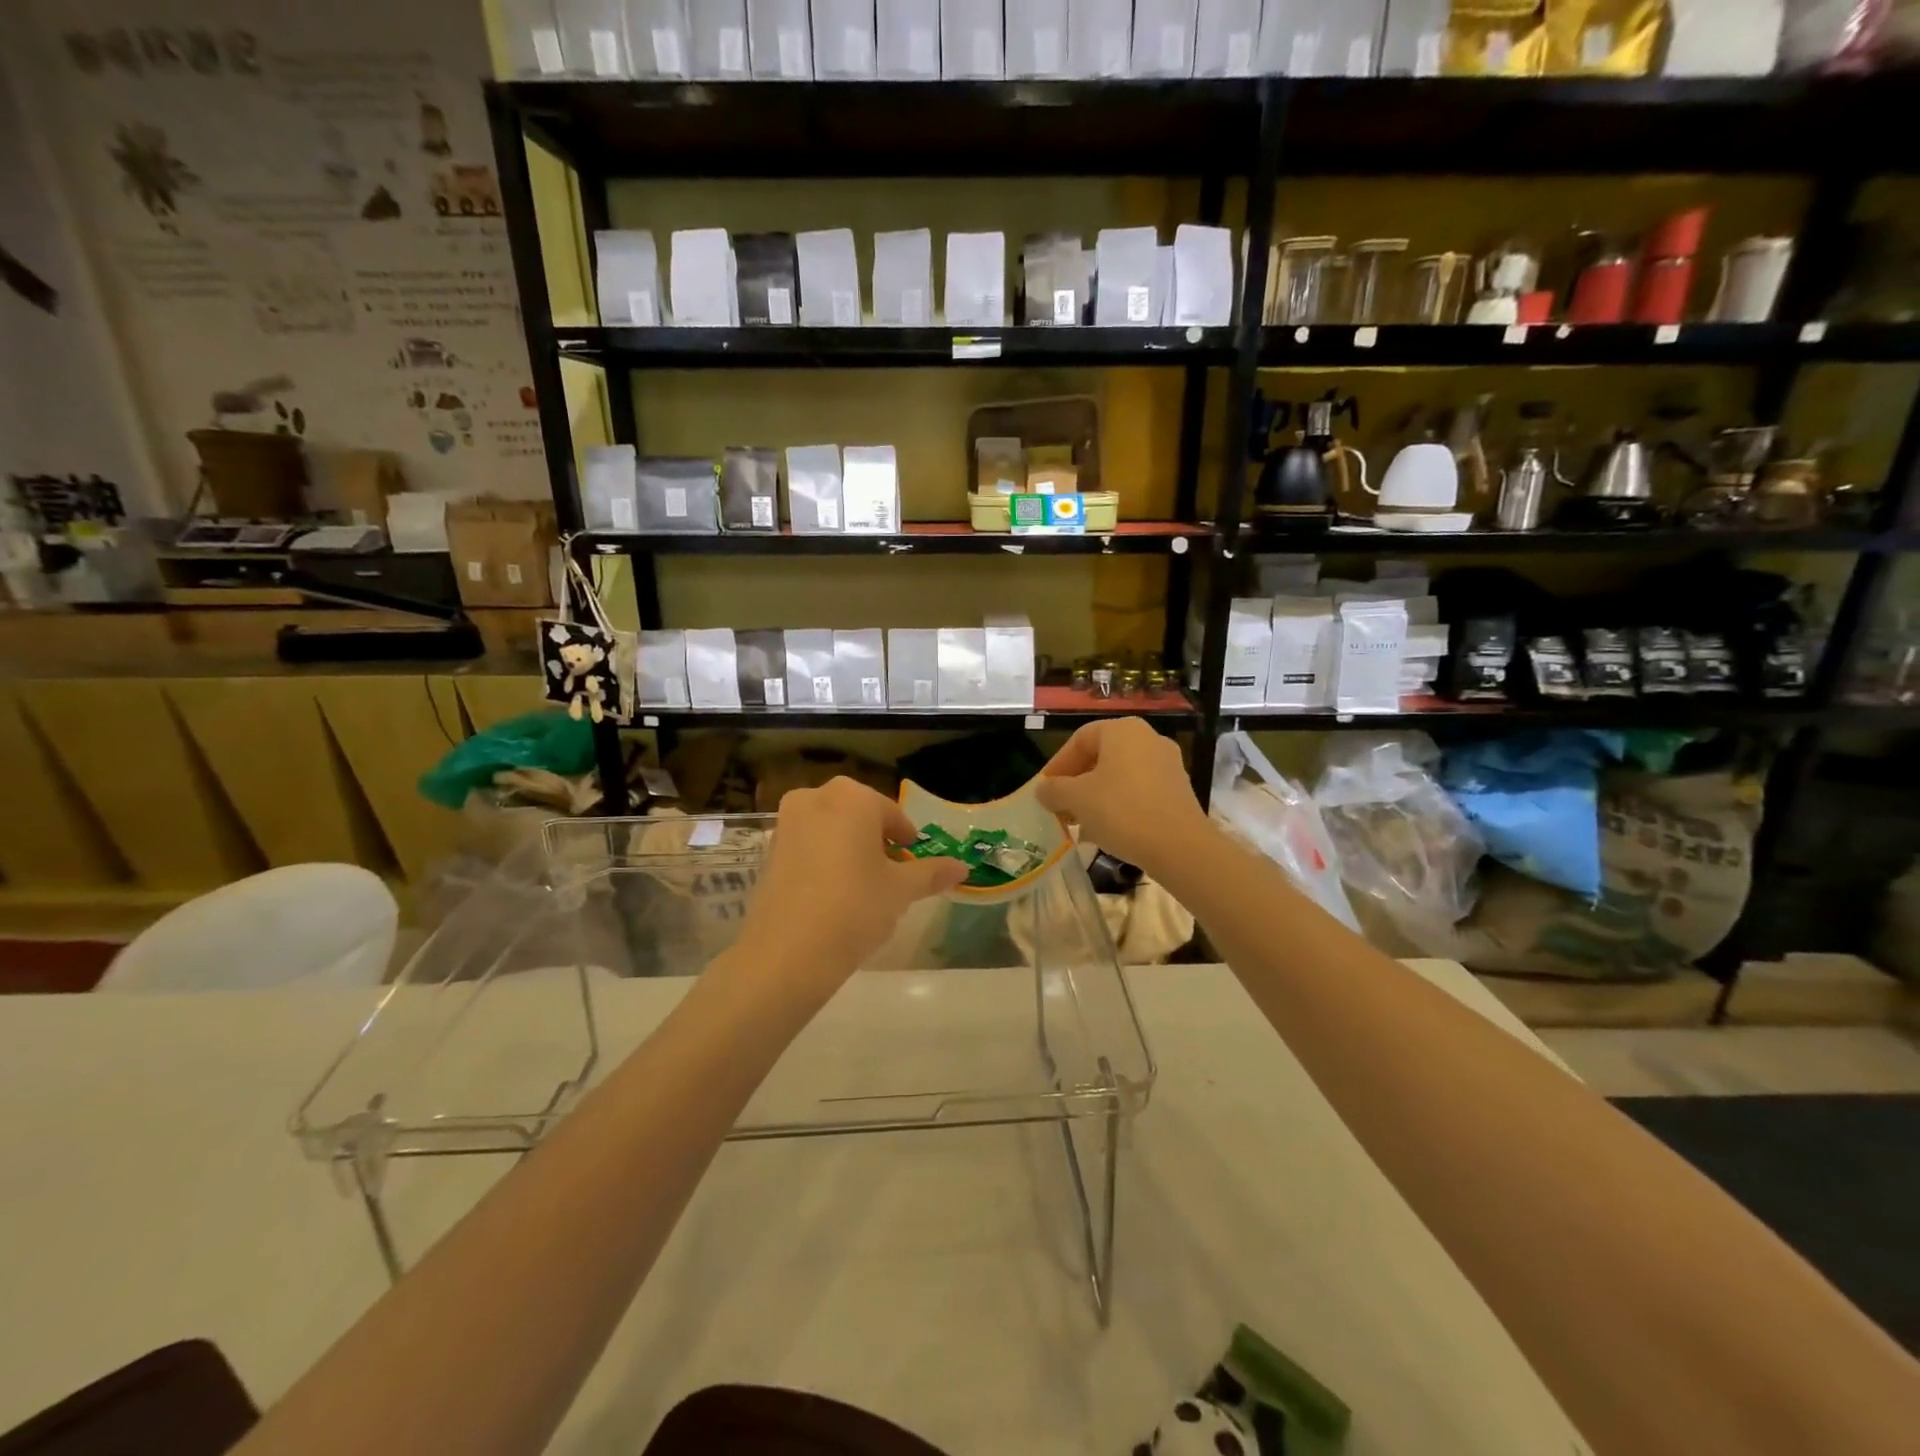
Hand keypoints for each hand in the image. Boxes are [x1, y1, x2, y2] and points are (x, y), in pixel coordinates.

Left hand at [731, 777, 965, 1005]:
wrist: (787, 953)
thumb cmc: (854, 908)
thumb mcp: (901, 891)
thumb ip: (931, 873)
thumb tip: (962, 868)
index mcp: (853, 797)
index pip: (892, 814)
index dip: (907, 841)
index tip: (913, 865)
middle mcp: (816, 798)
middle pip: (858, 816)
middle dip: (876, 841)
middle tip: (890, 876)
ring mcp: (786, 823)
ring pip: (830, 829)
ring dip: (848, 849)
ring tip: (862, 888)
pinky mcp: (768, 851)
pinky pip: (807, 846)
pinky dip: (822, 861)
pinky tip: (831, 896)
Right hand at [1035, 718, 1211, 877]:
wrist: (1180, 846)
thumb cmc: (1121, 811)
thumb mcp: (1076, 799)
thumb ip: (1053, 790)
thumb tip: (1043, 790)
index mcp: (1122, 730)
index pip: (1079, 740)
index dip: (1057, 765)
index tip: (1044, 790)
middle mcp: (1147, 739)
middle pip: (1100, 756)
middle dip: (1076, 783)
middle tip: (1060, 807)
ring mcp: (1167, 764)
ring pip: (1119, 775)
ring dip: (1096, 796)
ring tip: (1080, 823)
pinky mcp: (1178, 790)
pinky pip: (1139, 791)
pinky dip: (1119, 805)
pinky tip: (1107, 830)